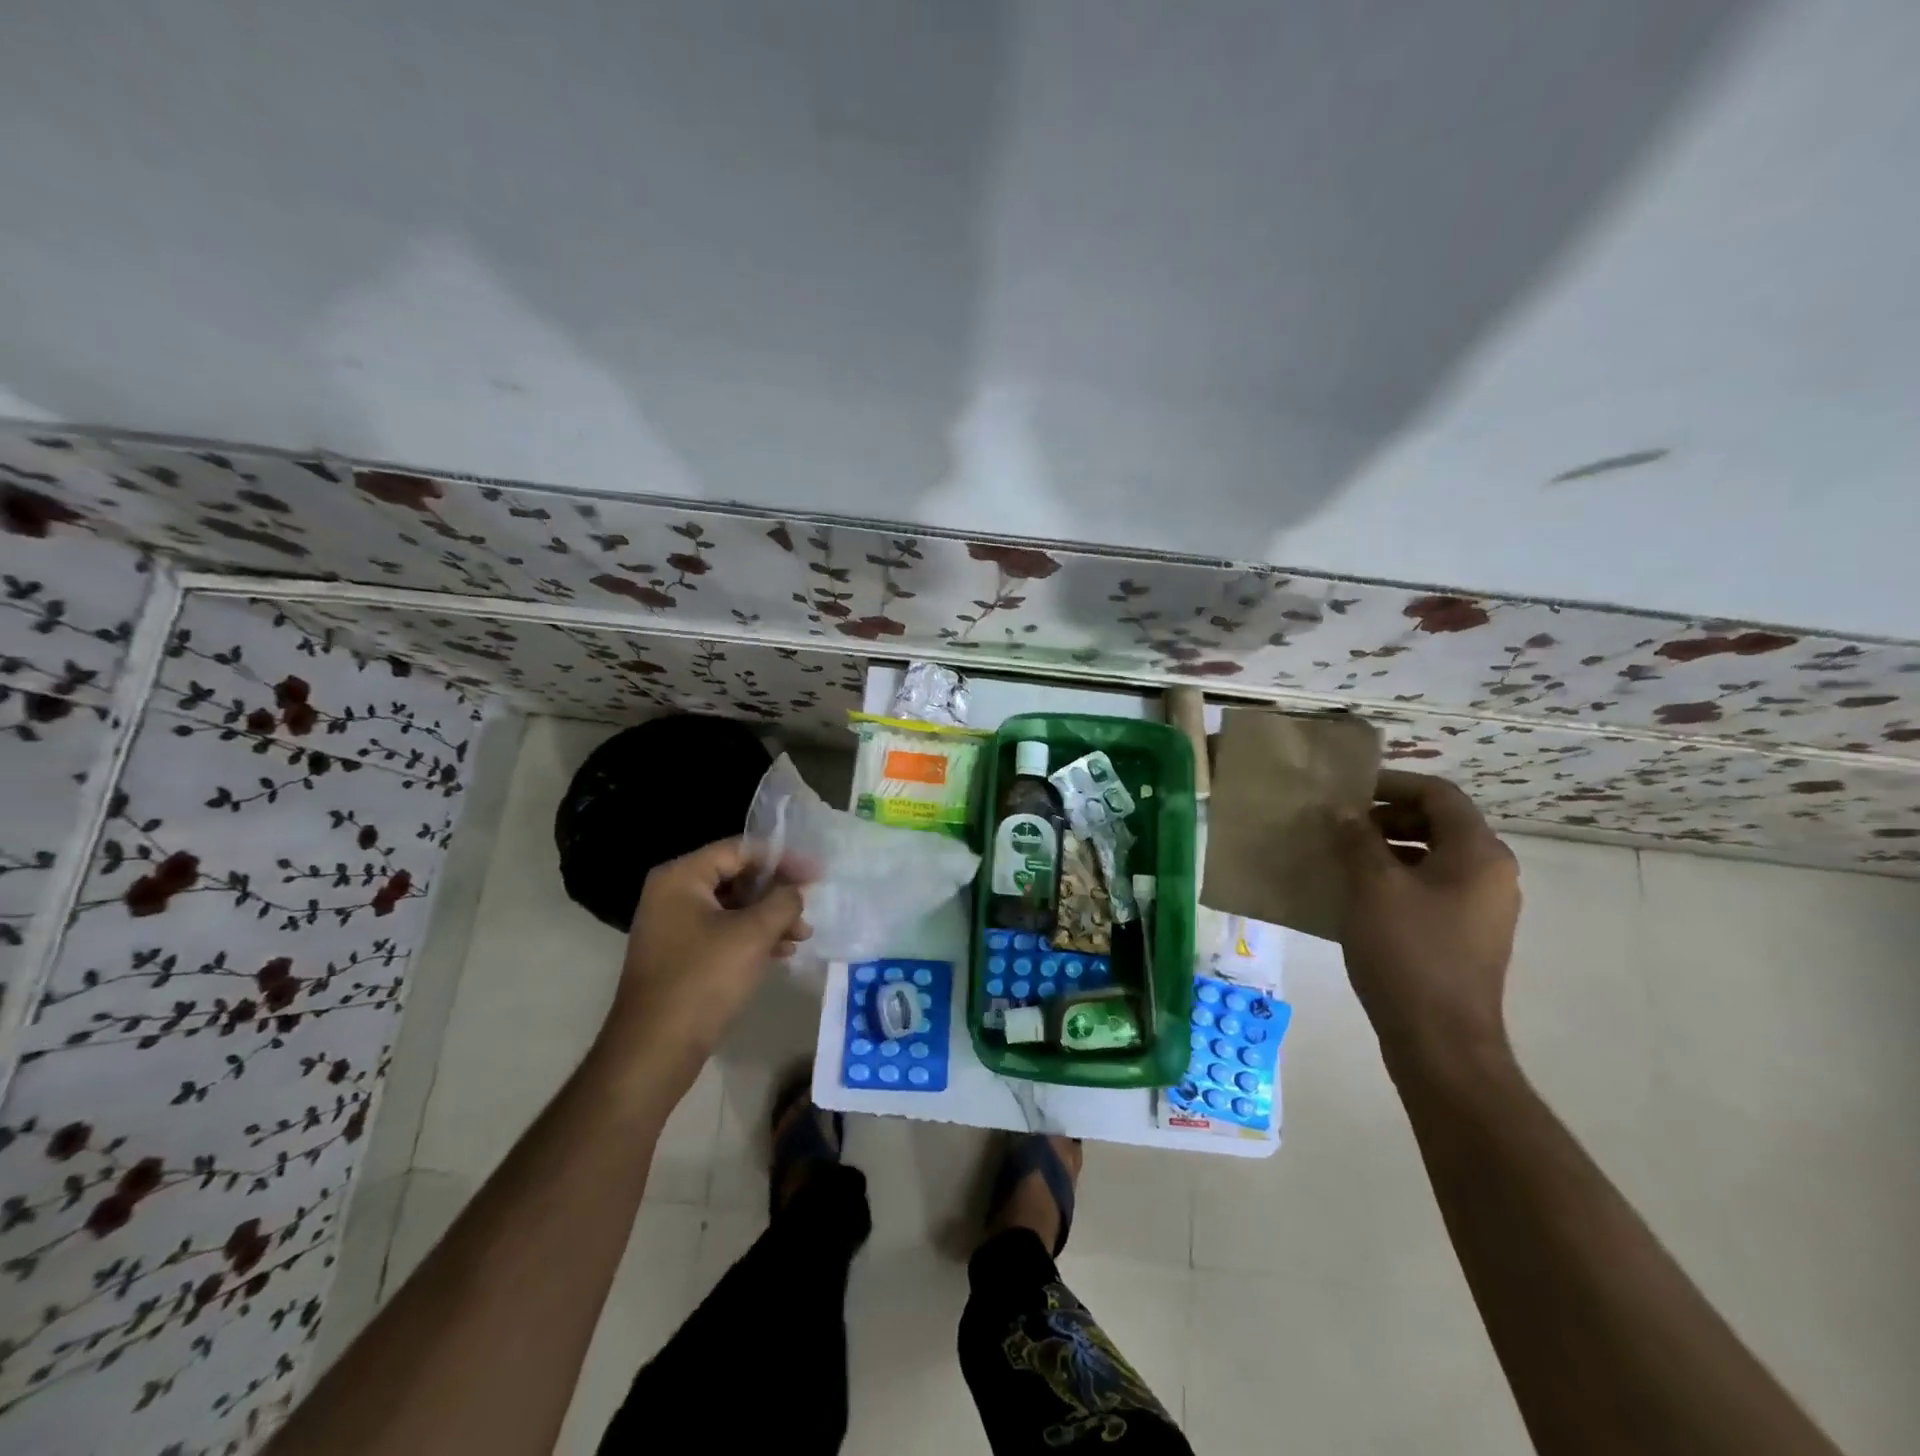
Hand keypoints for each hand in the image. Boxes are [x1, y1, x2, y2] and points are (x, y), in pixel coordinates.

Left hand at [601, 838, 809, 1081]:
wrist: (655, 1050)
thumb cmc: (703, 980)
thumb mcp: (753, 934)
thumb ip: (783, 901)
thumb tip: (795, 891)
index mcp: (681, 877)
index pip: (740, 850)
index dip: (782, 859)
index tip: (816, 873)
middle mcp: (672, 894)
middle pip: (737, 877)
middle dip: (777, 893)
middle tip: (808, 908)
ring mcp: (674, 926)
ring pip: (733, 908)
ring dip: (770, 918)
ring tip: (801, 936)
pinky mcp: (680, 955)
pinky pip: (723, 932)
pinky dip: (753, 938)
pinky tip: (781, 953)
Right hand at [1333, 770, 1520, 1070]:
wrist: (1440, 1040)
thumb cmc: (1407, 952)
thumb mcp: (1372, 886)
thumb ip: (1356, 839)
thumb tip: (1342, 810)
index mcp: (1478, 854)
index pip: (1438, 795)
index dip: (1392, 784)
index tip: (1347, 792)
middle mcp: (1490, 874)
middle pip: (1438, 823)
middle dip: (1386, 817)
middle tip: (1339, 825)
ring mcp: (1481, 907)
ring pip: (1432, 856)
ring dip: (1387, 847)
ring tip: (1341, 857)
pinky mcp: (1465, 934)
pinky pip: (1430, 887)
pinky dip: (1396, 877)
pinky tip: (1357, 894)